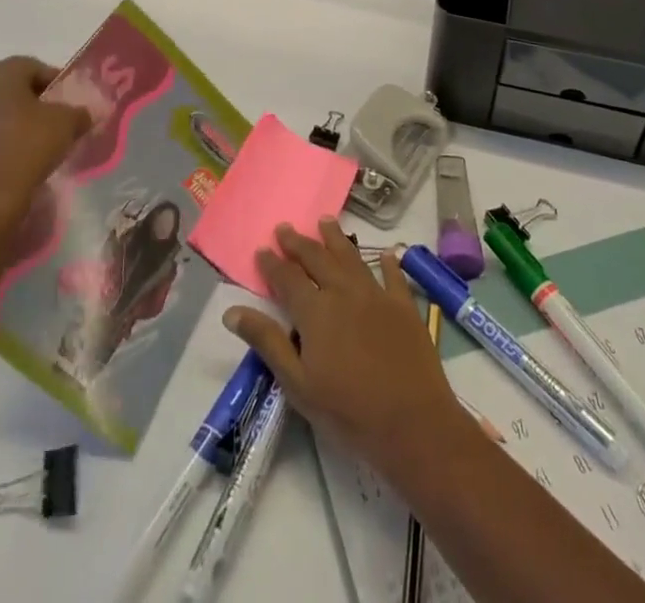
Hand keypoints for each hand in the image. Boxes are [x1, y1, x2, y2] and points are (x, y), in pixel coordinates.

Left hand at [0, 57, 91, 224]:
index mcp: (0, 75)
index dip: (54, 82)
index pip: (33, 66)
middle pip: (9, 90)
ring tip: (31, 148)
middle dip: (30, 103)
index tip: (68, 102)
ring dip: (9, 126)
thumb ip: (79, 112)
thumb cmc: (29, 147)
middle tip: (51, 122)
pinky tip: (9, 168)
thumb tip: (83, 114)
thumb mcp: (68, 124)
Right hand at [224, 219, 471, 482]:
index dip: (272, 263)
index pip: (287, 278)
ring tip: (326, 221)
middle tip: (285, 227)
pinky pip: (393, 275)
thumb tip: (231, 311)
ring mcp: (376, 295)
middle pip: (317, 258)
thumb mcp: (298, 384)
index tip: (261, 249)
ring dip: (336, 238)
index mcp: (315, 310)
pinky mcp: (403, 306)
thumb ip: (267, 342)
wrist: (412, 423)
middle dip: (298, 242)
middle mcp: (343, 291)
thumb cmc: (348, 411)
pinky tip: (386, 253)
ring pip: (351, 257)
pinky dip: (388, 262)